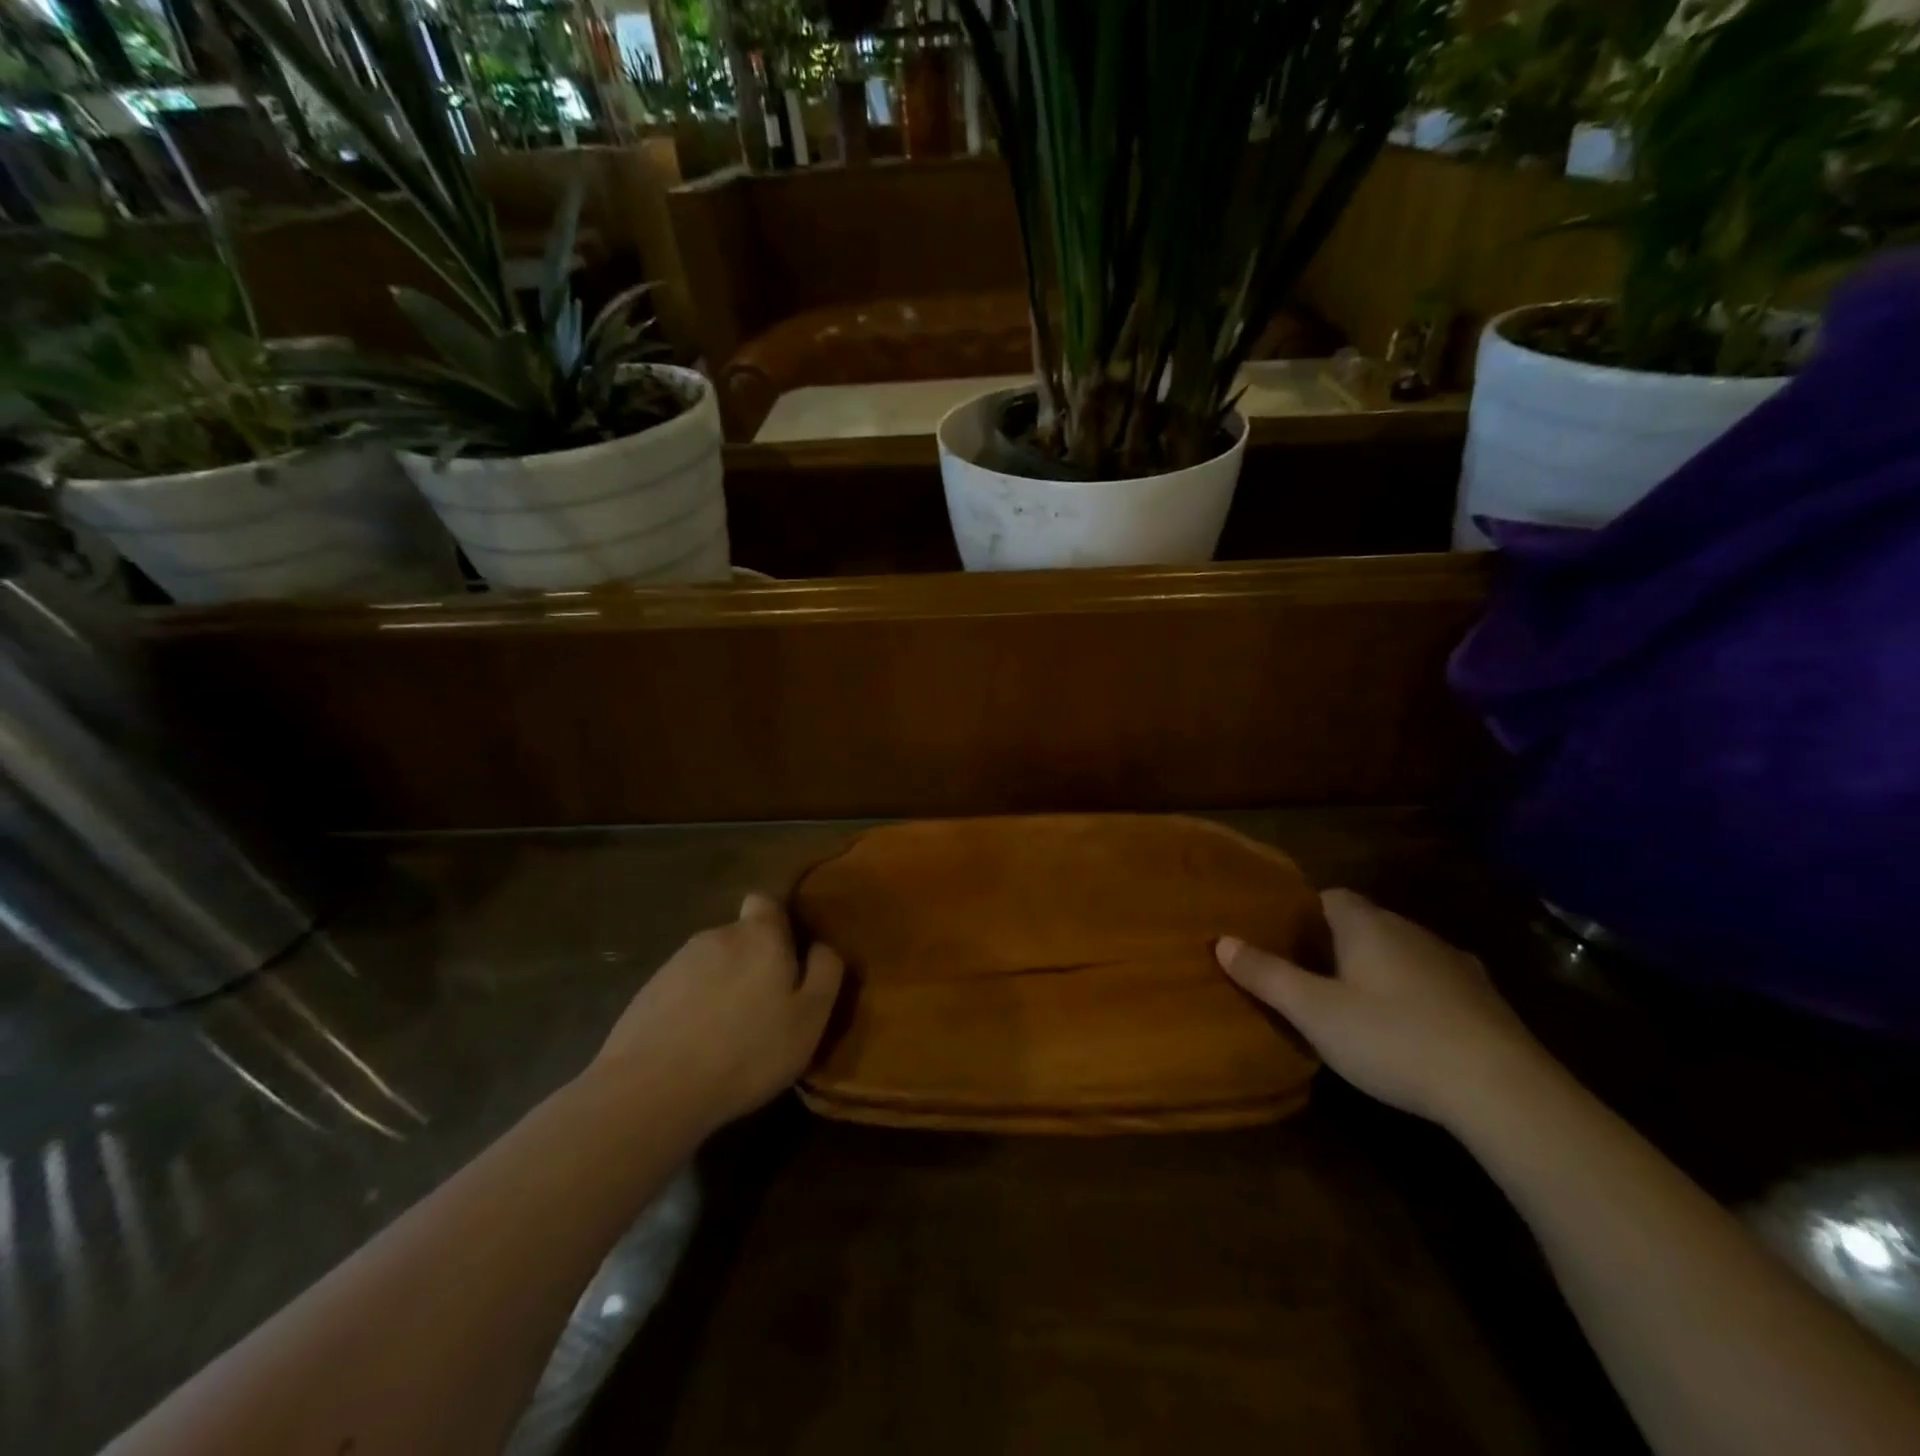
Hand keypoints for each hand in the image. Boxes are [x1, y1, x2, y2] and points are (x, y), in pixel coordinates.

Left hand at [584, 893, 843, 1137]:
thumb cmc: (747, 1051)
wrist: (651, 1090)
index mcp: (759, 935)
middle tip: (764, 1009)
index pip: (766, 901)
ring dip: (722, 987)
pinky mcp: (646, 994)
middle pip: (741, 937)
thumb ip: (825, 972)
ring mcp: (675, 964)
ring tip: (727, 1036)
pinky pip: (681, 992)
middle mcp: (716, 936)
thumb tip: (822, 946)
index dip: (778, 923)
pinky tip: (694, 1049)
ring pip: (711, 965)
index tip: (788, 957)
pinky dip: (692, 1010)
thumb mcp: (810, 1018)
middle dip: (753, 963)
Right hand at [1216, 889, 1552, 1129]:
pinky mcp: (1486, 999)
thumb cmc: (1392, 1038)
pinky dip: (1418, 995)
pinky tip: (1412, 1030)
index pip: (1329, 897)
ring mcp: (1454, 963)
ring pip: (1402, 952)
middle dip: (1337, 944)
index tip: (1286, 942)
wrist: (1503, 1089)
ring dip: (1380, 969)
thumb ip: (1266, 975)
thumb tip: (1221, 940)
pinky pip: (1437, 983)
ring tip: (1358, 1007)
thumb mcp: (1314, 1011)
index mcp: (1367, 925)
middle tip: (1312, 979)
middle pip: (1365, 923)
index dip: (1304, 914)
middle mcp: (1410, 931)